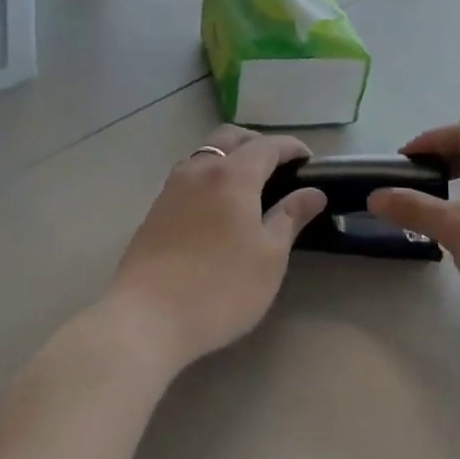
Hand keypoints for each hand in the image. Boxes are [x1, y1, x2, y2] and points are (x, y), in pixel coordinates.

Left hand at [107, 126, 326, 370]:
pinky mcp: (155, 210)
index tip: (310, 161)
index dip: (292, 148)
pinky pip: (189, 175)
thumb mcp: (269, 256)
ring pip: (206, 153)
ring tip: (249, 187)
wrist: (146, 320)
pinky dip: (210, 176)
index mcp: (233, 175)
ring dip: (230, 157)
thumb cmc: (220, 288)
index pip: (268, 145)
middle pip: (231, 137)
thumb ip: (290, 217)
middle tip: (280, 168)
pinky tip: (219, 207)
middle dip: (258, 143)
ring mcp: (172, 189)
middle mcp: (200, 170)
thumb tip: (313, 192)